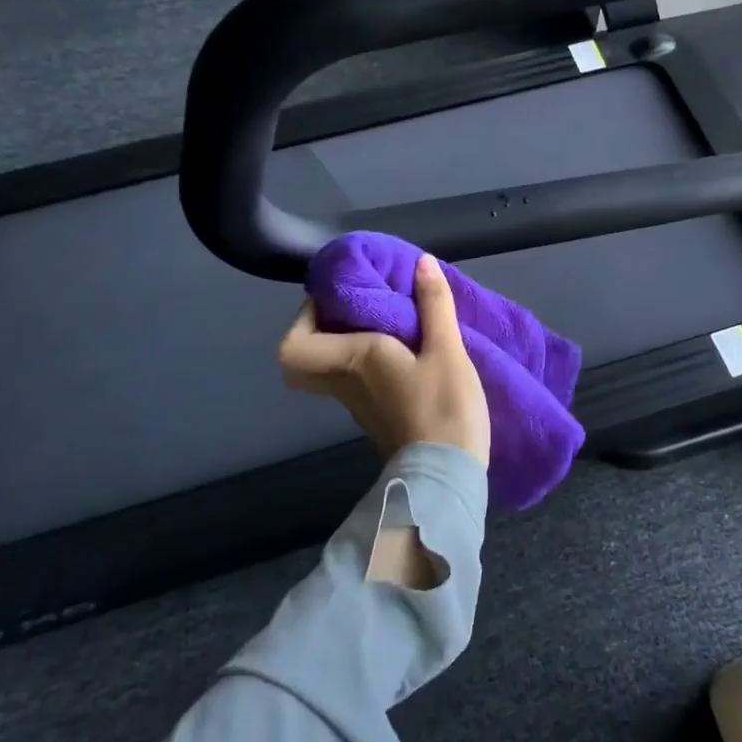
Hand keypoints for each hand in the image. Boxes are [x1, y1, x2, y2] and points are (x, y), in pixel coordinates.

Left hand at [278, 254, 490, 466]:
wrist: (447, 479)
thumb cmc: (443, 409)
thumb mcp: (448, 351)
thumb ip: (435, 304)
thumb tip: (422, 262)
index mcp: (354, 360)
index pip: (294, 345)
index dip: (303, 318)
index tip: (336, 297)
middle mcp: (346, 383)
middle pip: (304, 360)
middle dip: (320, 329)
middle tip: (355, 307)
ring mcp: (358, 405)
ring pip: (331, 369)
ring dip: (347, 343)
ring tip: (386, 320)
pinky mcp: (376, 417)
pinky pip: (355, 381)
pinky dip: (366, 362)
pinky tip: (403, 349)